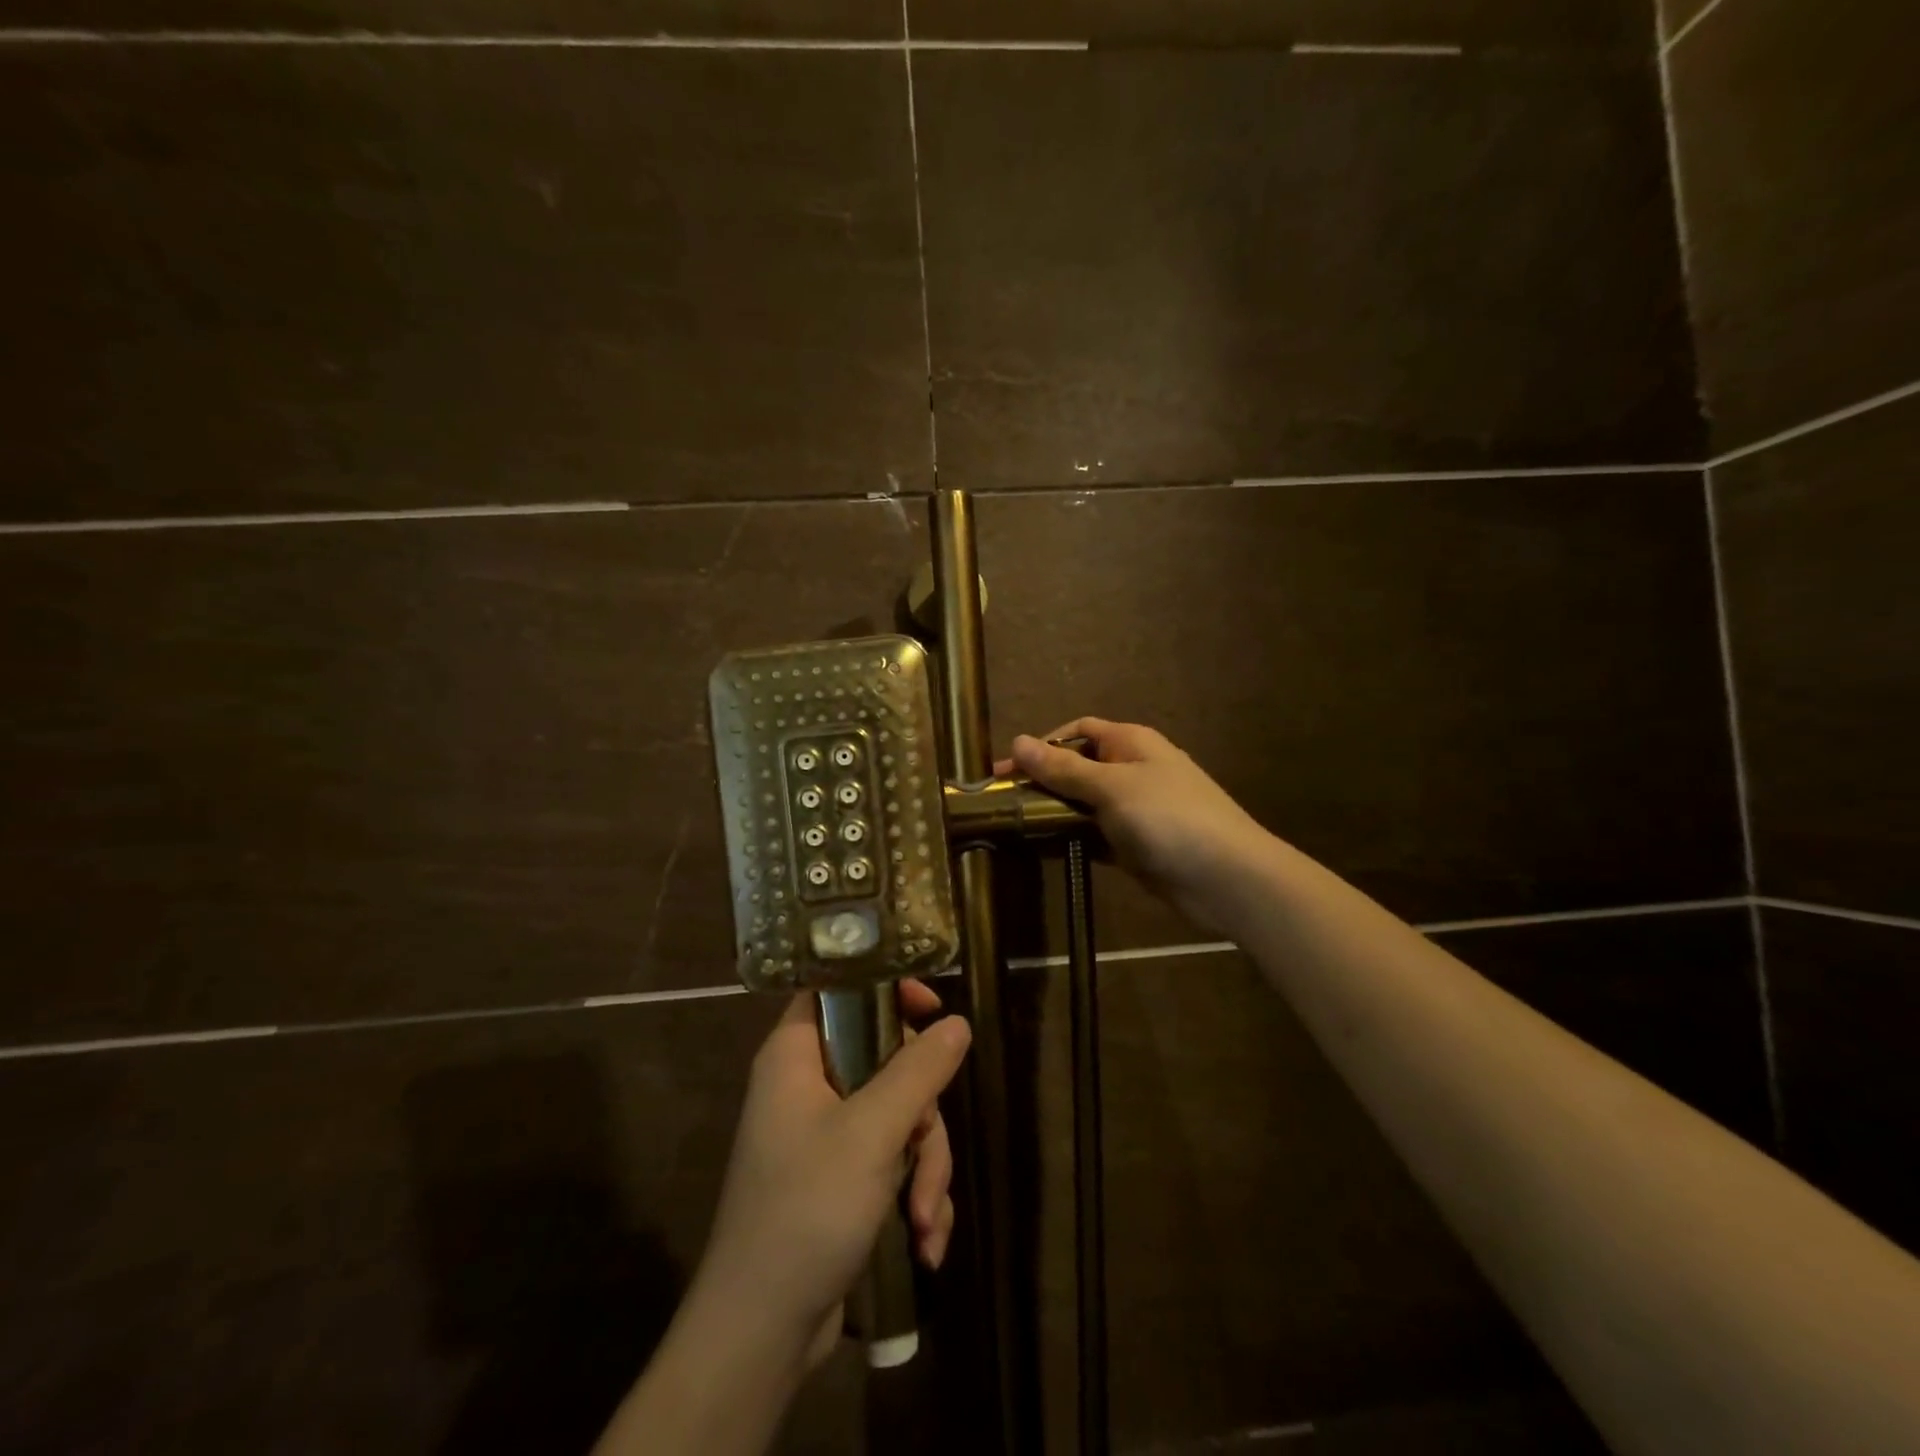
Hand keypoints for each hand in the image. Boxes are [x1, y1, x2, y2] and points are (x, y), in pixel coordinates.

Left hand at [691, 980, 970, 1370]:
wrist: (760, 1334)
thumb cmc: (806, 1211)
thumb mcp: (872, 1133)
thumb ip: (918, 1071)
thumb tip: (957, 1023)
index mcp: (796, 1056)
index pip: (838, 989)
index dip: (885, 987)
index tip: (932, 1008)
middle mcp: (808, 1086)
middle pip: (886, 1059)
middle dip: (922, 1111)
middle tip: (926, 1145)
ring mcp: (826, 1134)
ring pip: (899, 1115)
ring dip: (926, 1166)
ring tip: (926, 1220)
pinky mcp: (841, 1178)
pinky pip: (893, 1159)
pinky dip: (914, 1193)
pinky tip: (926, 1241)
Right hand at [1006, 718, 1270, 931]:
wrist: (1227, 878)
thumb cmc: (1168, 818)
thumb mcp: (1111, 787)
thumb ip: (1063, 768)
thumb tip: (1018, 741)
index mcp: (1130, 743)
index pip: (1077, 731)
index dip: (1041, 745)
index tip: (1007, 771)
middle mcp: (1132, 770)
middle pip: (1078, 767)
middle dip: (1043, 781)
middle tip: (1005, 803)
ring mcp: (1135, 810)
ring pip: (1084, 804)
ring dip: (1054, 812)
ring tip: (1016, 827)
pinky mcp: (1136, 844)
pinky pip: (1095, 835)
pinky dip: (1072, 839)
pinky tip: (1046, 850)